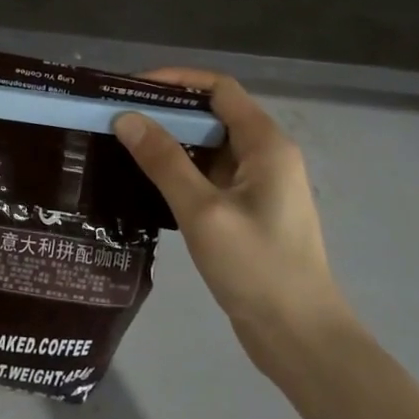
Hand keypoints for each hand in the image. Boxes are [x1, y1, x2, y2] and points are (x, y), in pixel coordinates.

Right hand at [111, 70, 349, 378]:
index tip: (132, 88)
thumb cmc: (257, 268)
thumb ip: (164, 161)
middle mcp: (267, 155)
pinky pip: (211, 175)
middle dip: (166, 111)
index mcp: (266, 144)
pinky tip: (147, 182)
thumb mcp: (203, 211)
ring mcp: (260, 185)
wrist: (300, 338)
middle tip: (118, 118)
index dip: (176, 79)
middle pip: (213, 114)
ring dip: (171, 141)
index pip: (219, 88)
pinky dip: (181, 170)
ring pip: (210, 146)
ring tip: (123, 145)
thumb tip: (127, 117)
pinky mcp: (249, 211)